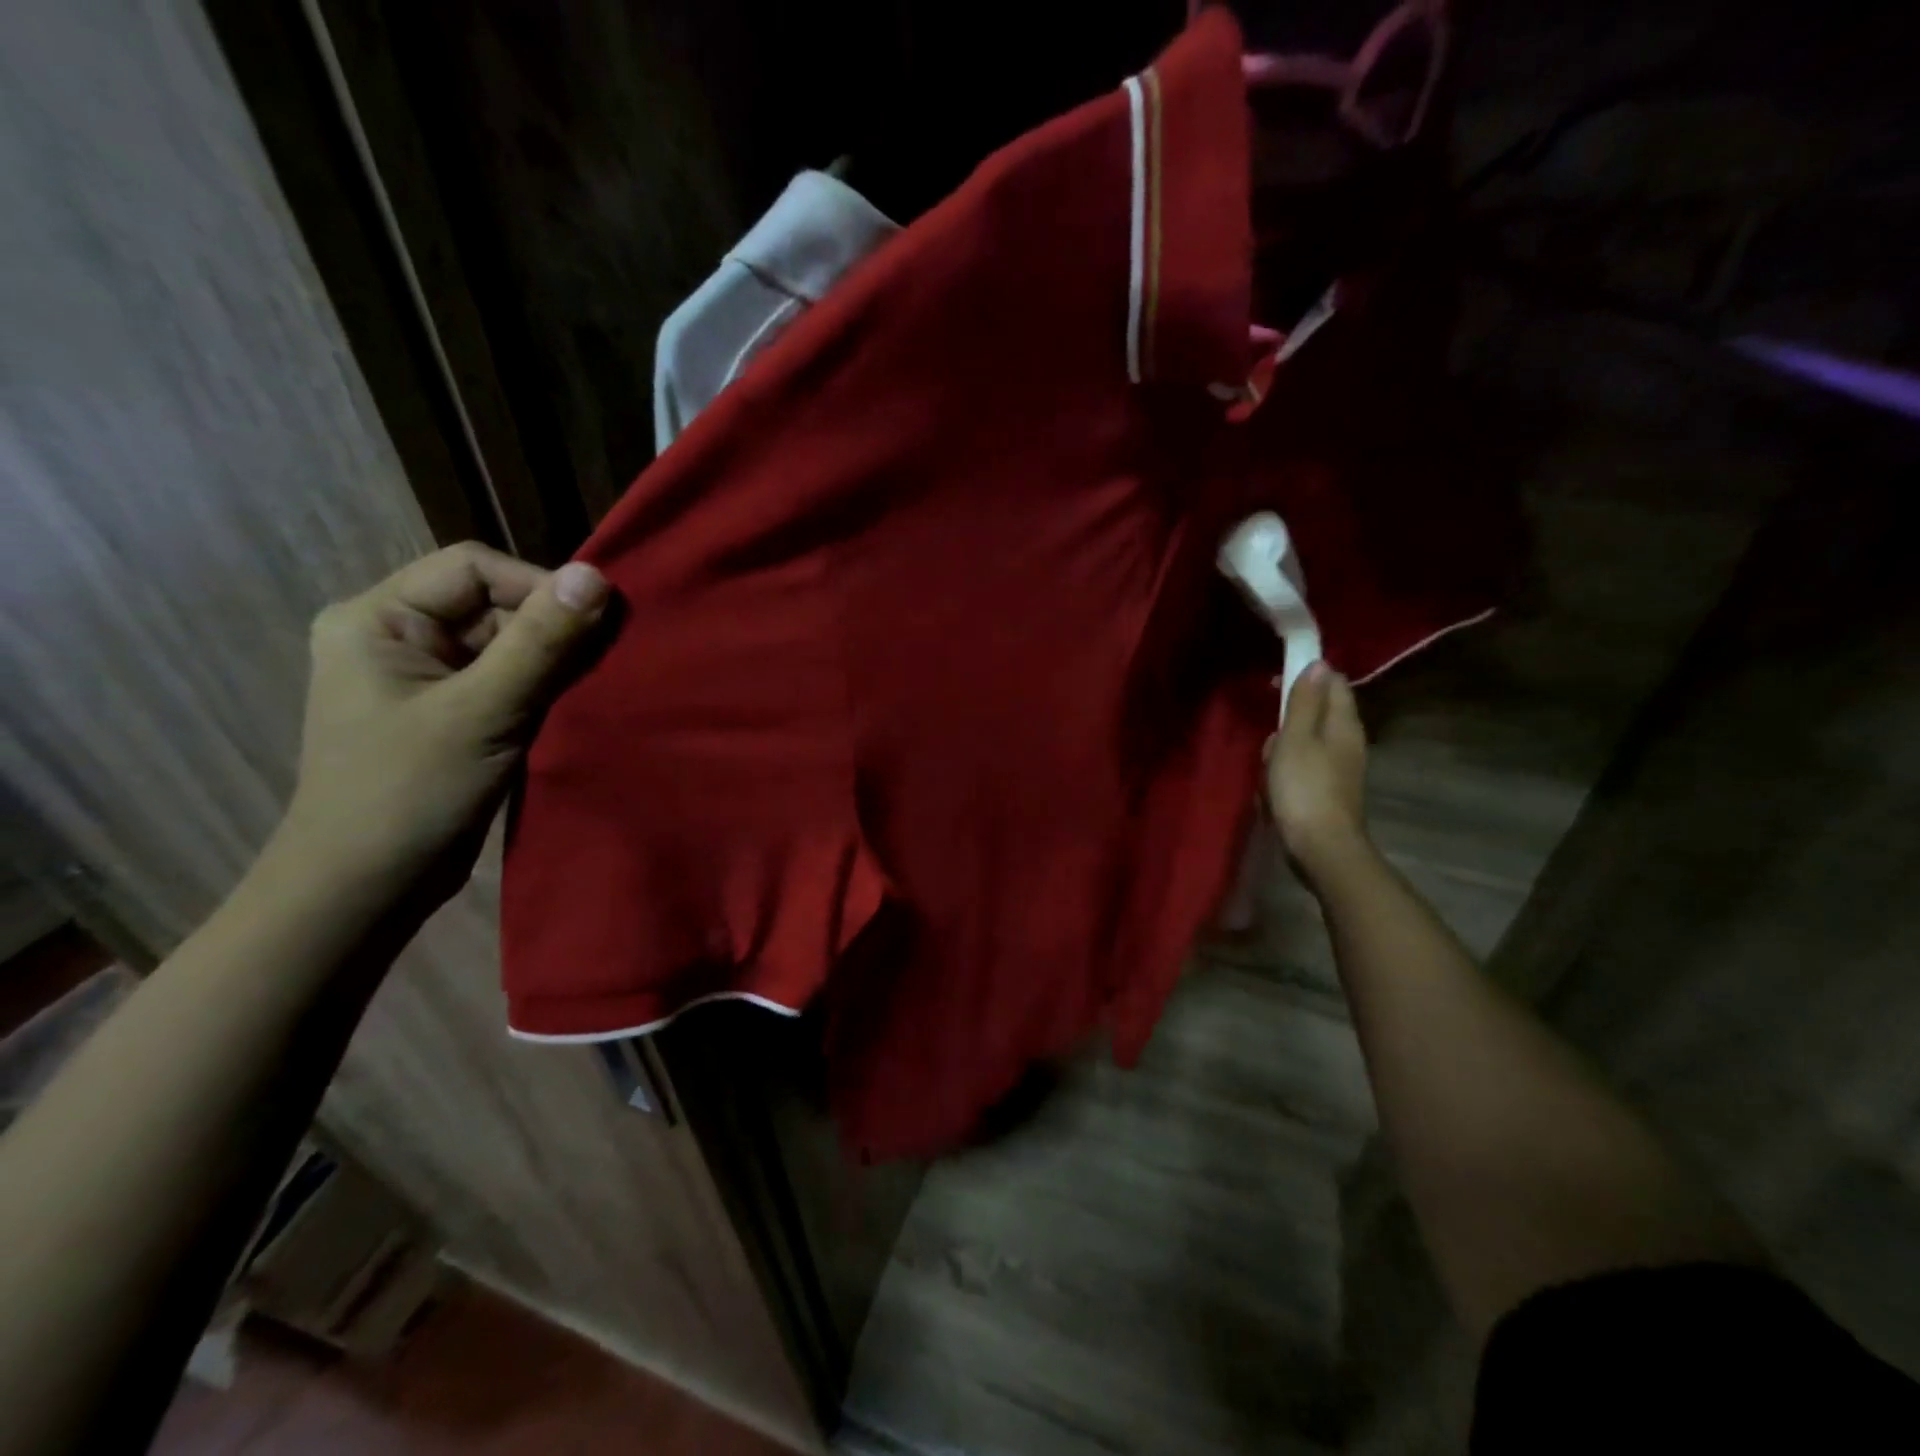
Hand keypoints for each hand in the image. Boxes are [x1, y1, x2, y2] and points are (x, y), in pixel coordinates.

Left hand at [280, 543, 610, 898]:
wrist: (367, 888)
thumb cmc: (409, 793)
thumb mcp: (483, 711)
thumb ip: (541, 642)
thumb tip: (595, 574)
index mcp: (379, 618)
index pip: (474, 568)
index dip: (537, 587)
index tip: (593, 624)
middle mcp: (400, 637)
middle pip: (494, 604)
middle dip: (552, 629)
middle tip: (604, 662)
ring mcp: (428, 678)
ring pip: (510, 644)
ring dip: (555, 662)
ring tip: (594, 688)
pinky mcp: (455, 713)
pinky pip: (511, 680)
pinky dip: (547, 689)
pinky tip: (577, 707)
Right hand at [1265, 662, 1370, 879]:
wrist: (1321, 848)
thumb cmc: (1304, 788)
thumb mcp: (1296, 739)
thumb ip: (1304, 702)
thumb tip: (1318, 664)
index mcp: (1344, 724)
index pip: (1334, 683)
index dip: (1308, 676)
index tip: (1277, 683)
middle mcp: (1348, 742)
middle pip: (1316, 714)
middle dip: (1288, 722)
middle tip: (1271, 739)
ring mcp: (1340, 769)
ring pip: (1305, 744)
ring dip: (1282, 752)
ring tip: (1269, 771)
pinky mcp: (1328, 791)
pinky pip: (1303, 769)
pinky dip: (1285, 775)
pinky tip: (1273, 792)